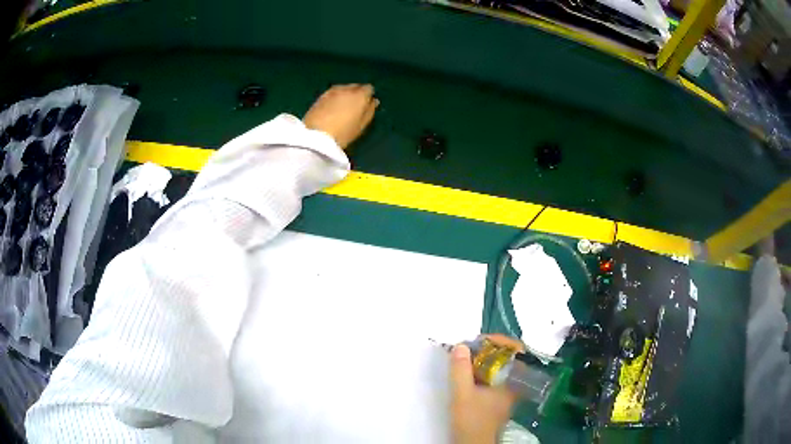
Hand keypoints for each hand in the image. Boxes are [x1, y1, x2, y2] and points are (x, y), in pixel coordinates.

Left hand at [303, 84, 378, 150]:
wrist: (315, 136)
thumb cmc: (343, 133)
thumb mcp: (361, 125)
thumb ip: (369, 111)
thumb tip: (373, 101)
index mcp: (359, 95)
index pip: (368, 88)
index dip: (368, 96)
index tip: (366, 105)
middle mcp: (346, 89)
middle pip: (355, 86)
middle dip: (357, 93)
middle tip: (355, 107)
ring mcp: (331, 91)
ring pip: (343, 88)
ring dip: (345, 94)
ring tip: (343, 107)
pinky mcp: (320, 97)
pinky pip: (332, 93)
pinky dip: (335, 98)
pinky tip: (332, 108)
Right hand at [450, 334, 523, 443]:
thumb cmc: (471, 419)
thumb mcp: (462, 394)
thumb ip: (461, 370)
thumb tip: (461, 345)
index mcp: (512, 381)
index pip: (516, 351)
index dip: (499, 341)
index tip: (479, 340)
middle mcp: (514, 384)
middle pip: (508, 357)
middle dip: (489, 349)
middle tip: (470, 348)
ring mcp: (507, 392)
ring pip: (500, 368)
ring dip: (484, 359)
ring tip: (466, 357)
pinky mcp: (498, 399)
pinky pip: (493, 377)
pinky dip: (482, 371)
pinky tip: (468, 374)